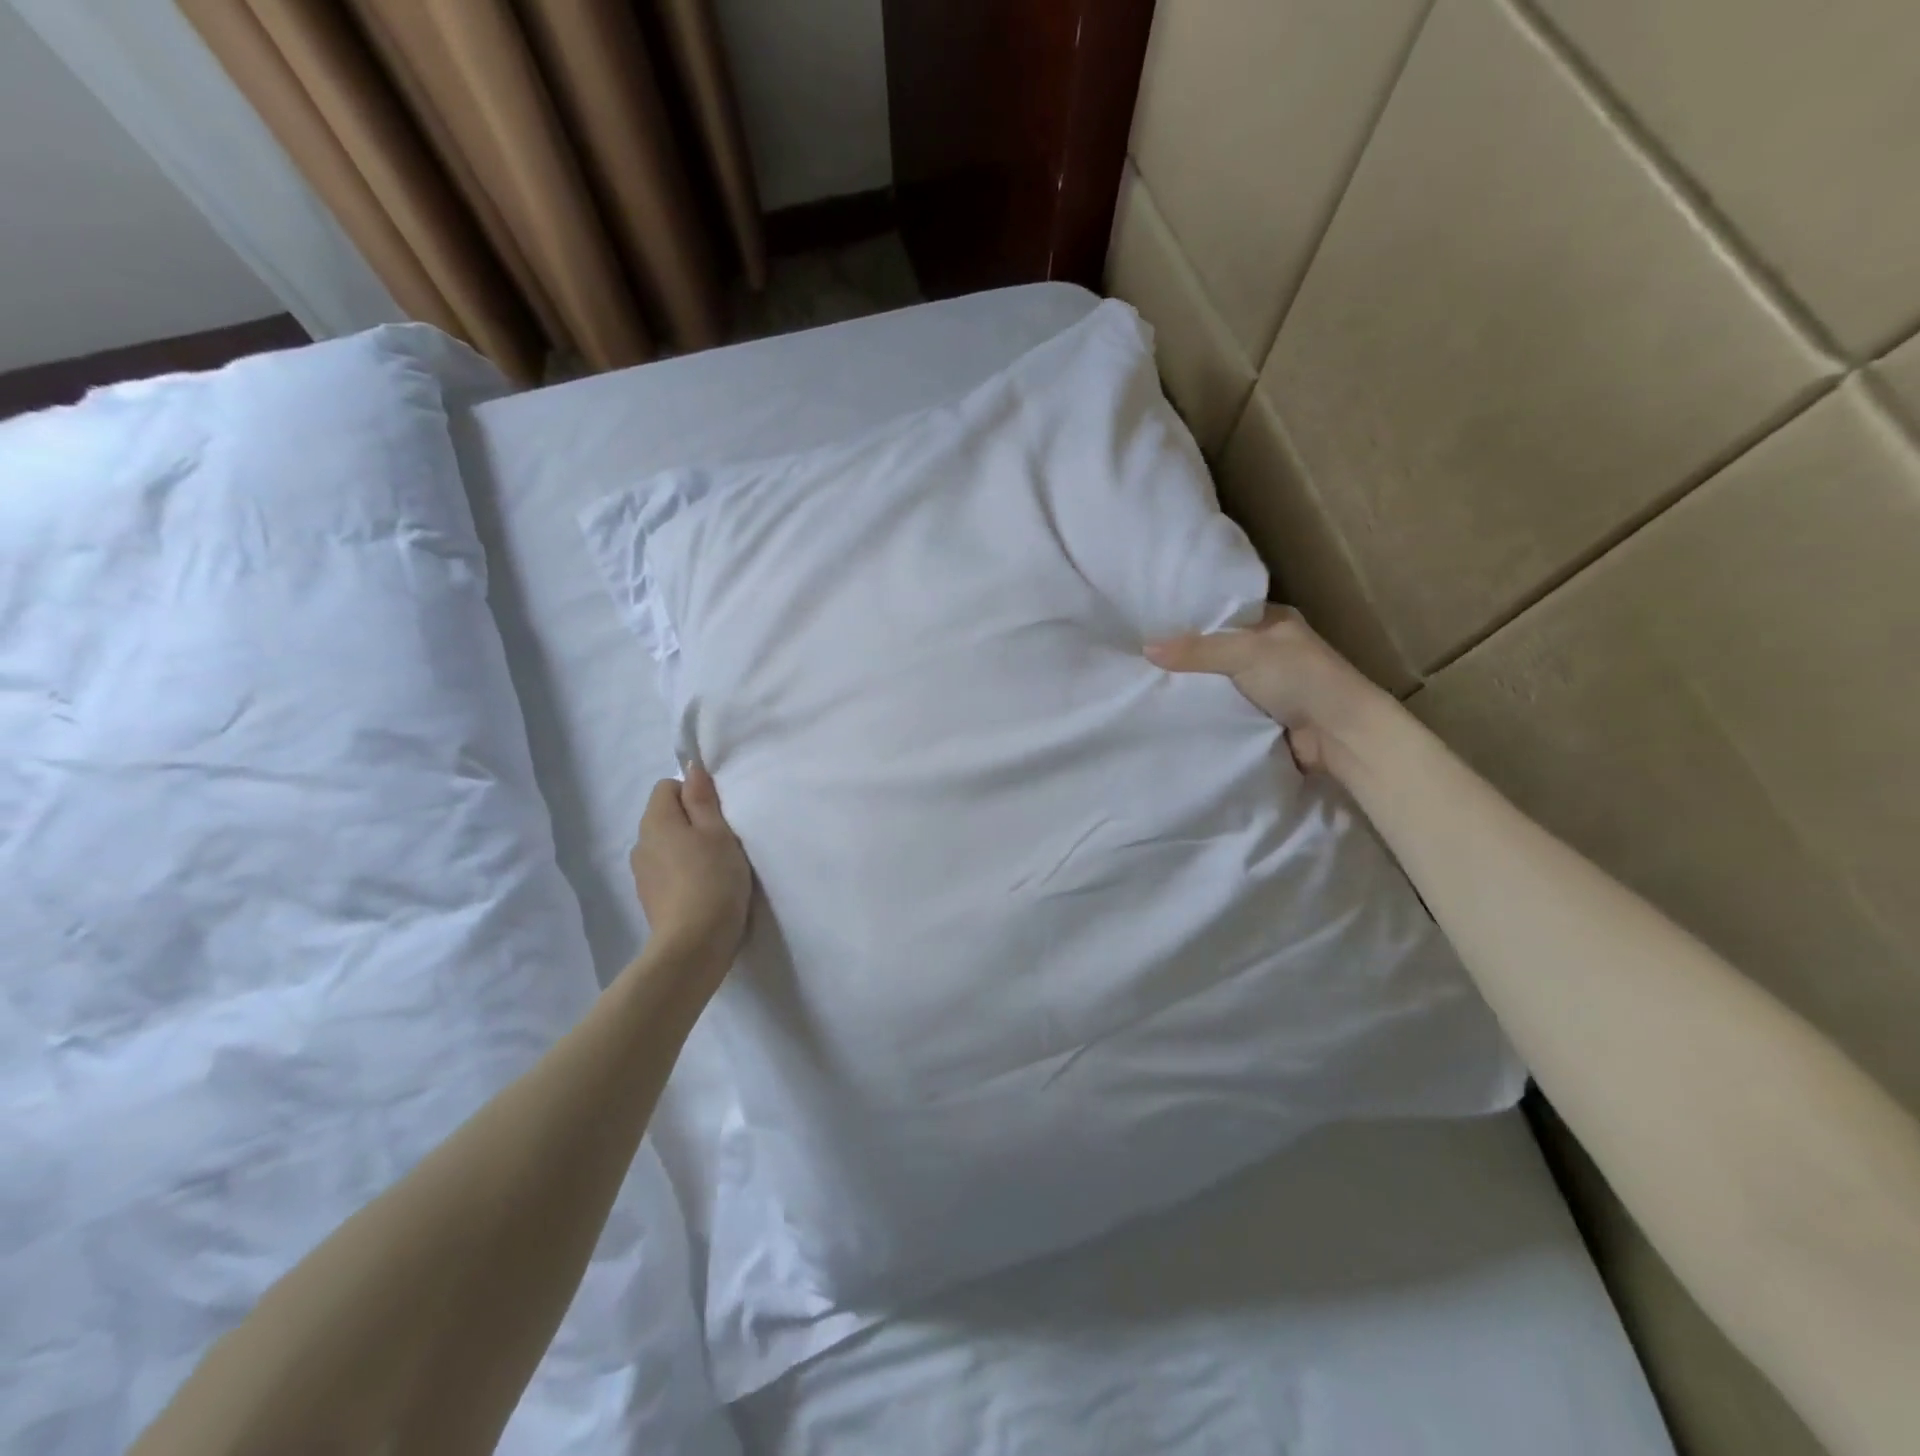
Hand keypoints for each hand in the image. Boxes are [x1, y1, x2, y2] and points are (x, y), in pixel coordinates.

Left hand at [629, 763, 752, 974]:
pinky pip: (666, 871)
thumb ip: (702, 799)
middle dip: (692, 822)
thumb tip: (691, 769)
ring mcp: (641, 873)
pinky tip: (703, 889)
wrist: (694, 944)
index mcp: (656, 820)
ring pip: (666, 845)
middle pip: (666, 816)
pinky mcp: (649, 898)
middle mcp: (640, 842)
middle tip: (723, 841)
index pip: (667, 787)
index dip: (694, 794)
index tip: (718, 815)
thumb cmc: (712, 879)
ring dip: (687, 849)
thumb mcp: (717, 832)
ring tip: (715, 868)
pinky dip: (682, 873)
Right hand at [1145, 605, 1393, 777]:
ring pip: (1216, 682)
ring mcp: (1264, 686)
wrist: (1340, 736)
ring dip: (1192, 688)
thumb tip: (1146, 648)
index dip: (1189, 618)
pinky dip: (1202, 712)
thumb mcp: (1247, 653)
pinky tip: (1169, 712)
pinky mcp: (1258, 717)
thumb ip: (1197, 650)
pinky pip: (1221, 710)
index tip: (1149, 623)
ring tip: (1144, 683)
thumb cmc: (1301, 679)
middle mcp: (1267, 650)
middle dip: (1184, 657)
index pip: (1222, 613)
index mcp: (1272, 621)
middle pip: (1215, 650)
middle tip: (1138, 657)